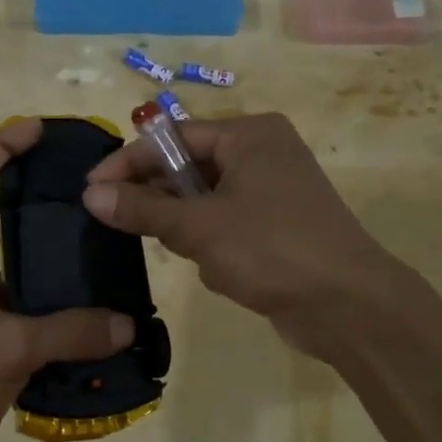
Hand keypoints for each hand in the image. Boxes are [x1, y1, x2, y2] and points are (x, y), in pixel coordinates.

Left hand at [0, 119, 133, 441]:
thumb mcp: (5, 346)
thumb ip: (69, 331)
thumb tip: (127, 324)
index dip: (2, 147)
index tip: (39, 129)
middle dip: (28, 189)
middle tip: (76, 179)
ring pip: (11, 258)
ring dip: (43, 246)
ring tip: (93, 231)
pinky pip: (23, 302)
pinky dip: (51, 297)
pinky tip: (90, 298)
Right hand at [82, 112, 408, 356]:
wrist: (351, 307)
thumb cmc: (272, 250)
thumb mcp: (198, 227)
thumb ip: (143, 208)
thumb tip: (90, 195)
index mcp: (249, 134)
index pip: (173, 137)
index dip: (128, 162)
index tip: (90, 189)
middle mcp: (263, 151)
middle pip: (190, 165)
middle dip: (159, 197)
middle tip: (118, 220)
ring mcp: (275, 188)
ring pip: (206, 198)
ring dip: (187, 225)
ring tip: (184, 251)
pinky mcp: (280, 223)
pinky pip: (228, 221)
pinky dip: (212, 241)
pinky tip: (218, 268)